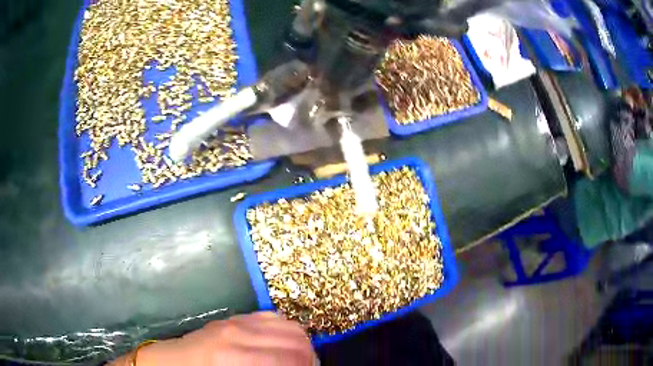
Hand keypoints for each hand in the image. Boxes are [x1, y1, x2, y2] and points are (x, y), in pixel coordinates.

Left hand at [111, 312, 314, 365]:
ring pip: (289, 325)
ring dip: (302, 342)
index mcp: (235, 358)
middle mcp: (239, 334)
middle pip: (296, 339)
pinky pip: (273, 317)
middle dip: (311, 356)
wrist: (175, 361)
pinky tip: (284, 343)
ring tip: (301, 357)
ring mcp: (237, 321)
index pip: (292, 358)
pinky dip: (287, 330)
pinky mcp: (235, 317)